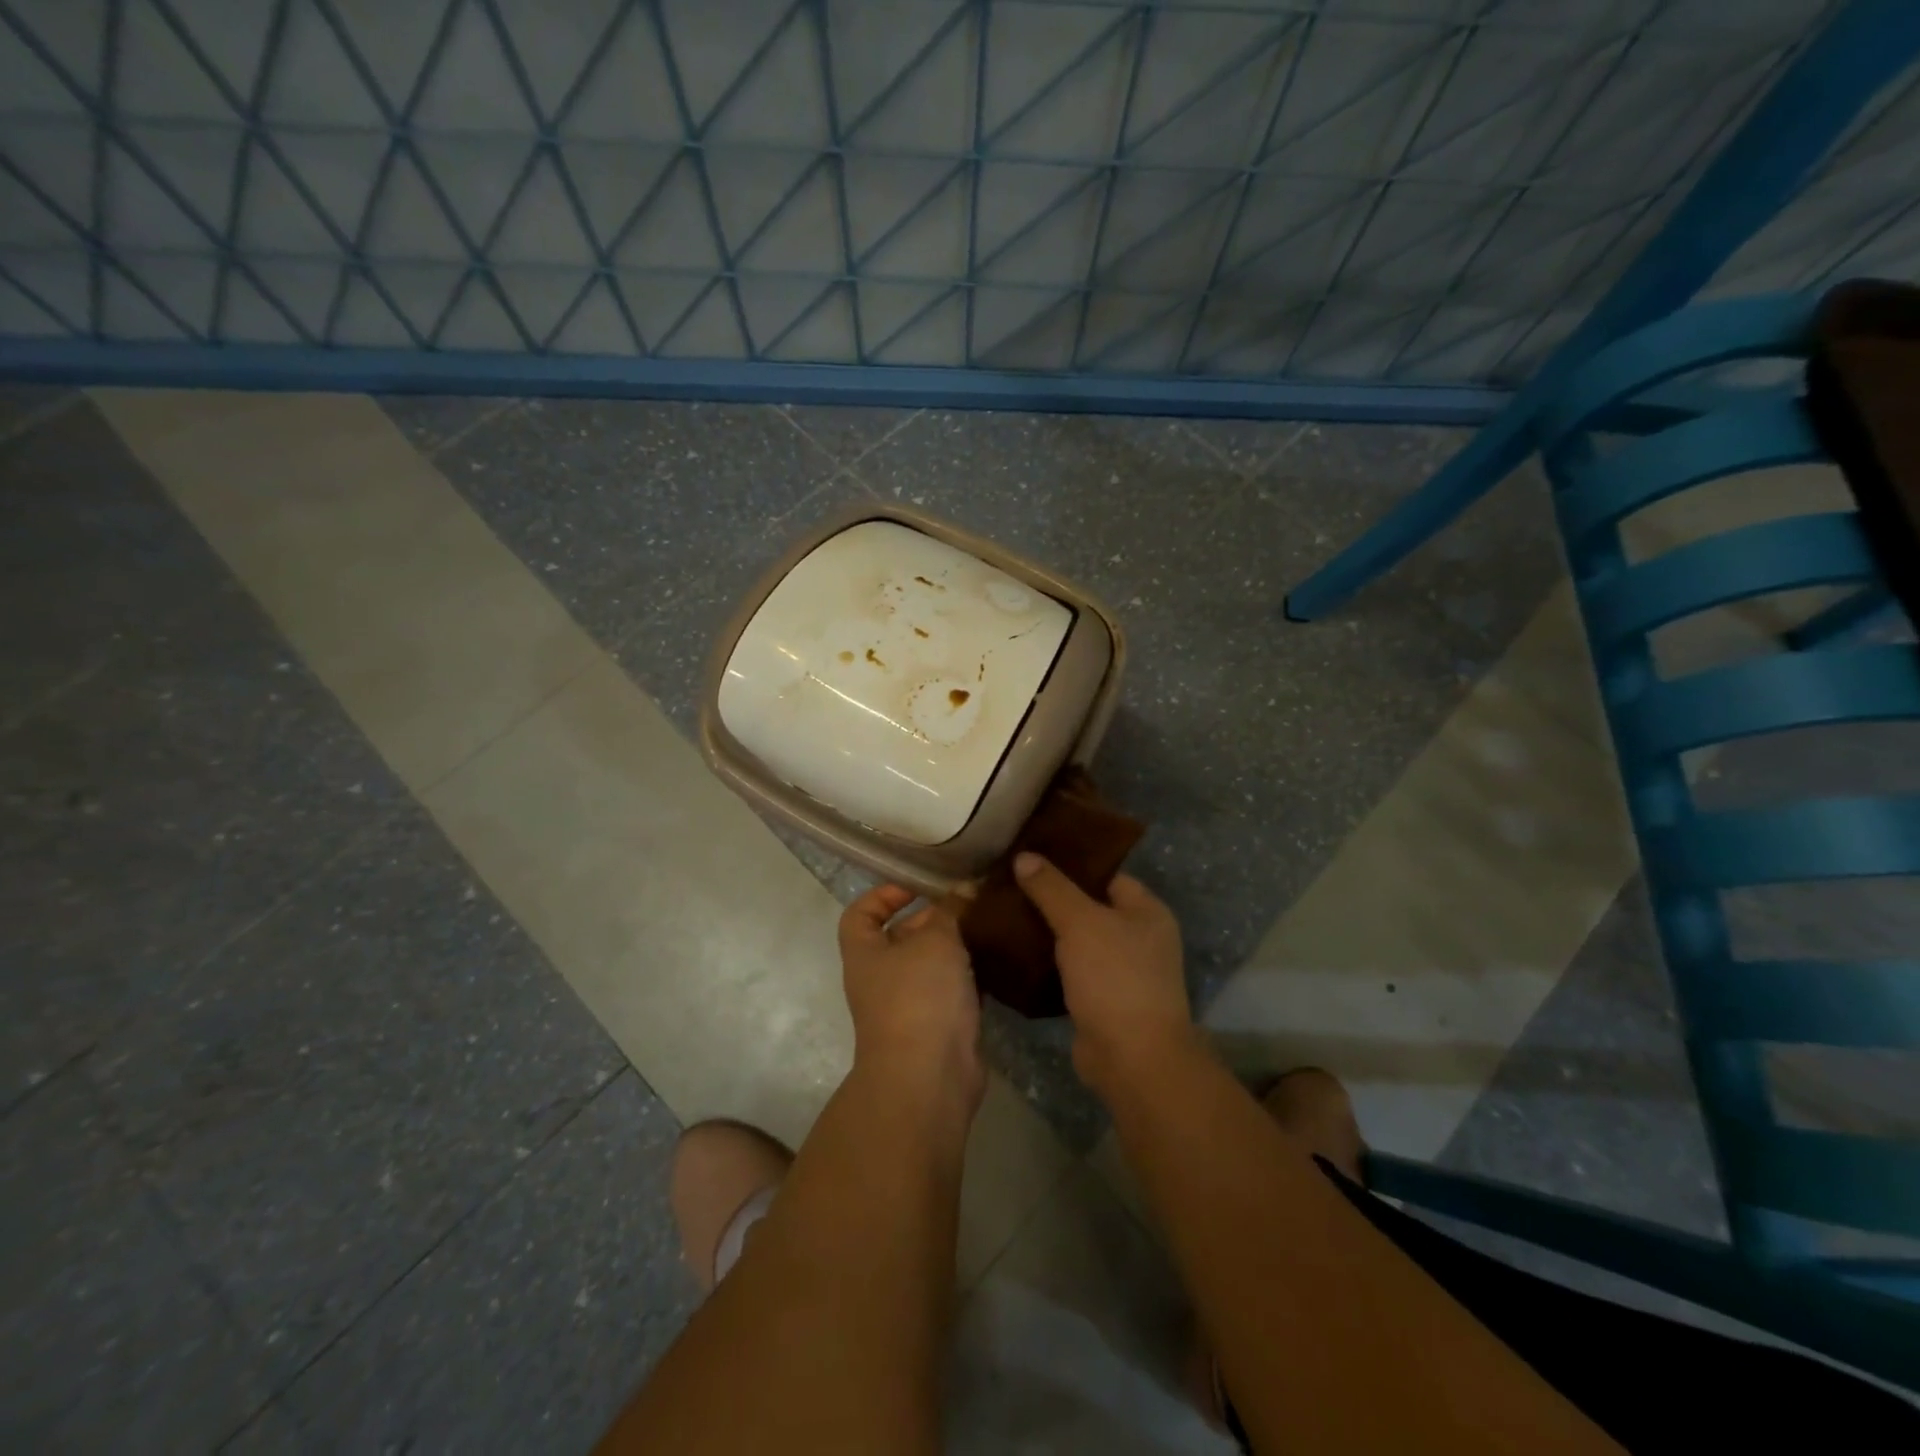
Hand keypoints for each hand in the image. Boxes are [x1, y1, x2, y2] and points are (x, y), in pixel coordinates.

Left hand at [838, 884, 985, 1116]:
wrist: (929, 1076)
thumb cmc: (919, 996)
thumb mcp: (936, 939)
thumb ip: (950, 911)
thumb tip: (964, 888)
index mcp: (865, 953)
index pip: (861, 913)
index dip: (883, 894)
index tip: (917, 885)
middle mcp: (881, 978)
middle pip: (901, 936)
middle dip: (933, 917)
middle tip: (970, 901)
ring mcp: (908, 1005)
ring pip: (931, 964)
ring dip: (956, 946)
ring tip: (988, 924)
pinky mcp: (937, 1027)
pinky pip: (952, 990)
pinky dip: (970, 975)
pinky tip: (996, 959)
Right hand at [1013, 852, 1192, 1095]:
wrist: (1132, 1059)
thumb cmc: (1115, 978)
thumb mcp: (1080, 923)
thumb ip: (1051, 888)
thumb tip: (1024, 856)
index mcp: (1147, 911)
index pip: (1106, 874)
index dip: (1071, 865)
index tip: (1032, 858)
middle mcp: (1140, 938)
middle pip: (1090, 907)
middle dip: (1053, 899)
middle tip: (1011, 886)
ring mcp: (1122, 972)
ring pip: (1078, 941)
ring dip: (1047, 933)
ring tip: (1006, 916)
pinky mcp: (1102, 1001)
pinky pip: (1071, 971)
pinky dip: (1048, 964)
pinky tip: (1016, 954)